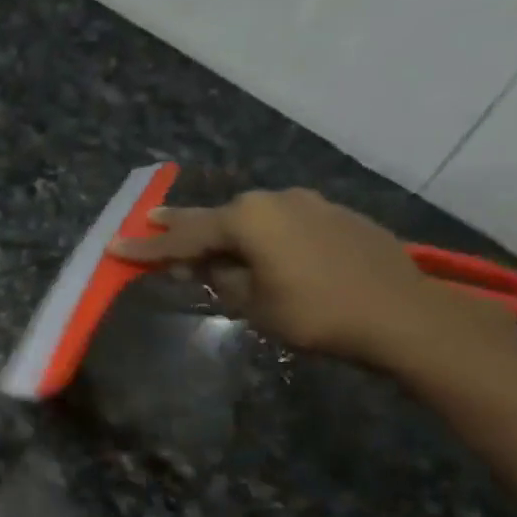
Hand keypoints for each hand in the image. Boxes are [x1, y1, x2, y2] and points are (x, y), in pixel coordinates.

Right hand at [110, 188, 516, 370]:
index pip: (183, 236)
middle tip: (152, 224)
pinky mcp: (338, 216)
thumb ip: (219, 277)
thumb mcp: (250, 303)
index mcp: (247, 219)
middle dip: (183, 227)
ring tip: (207, 247)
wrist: (403, 316)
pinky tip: (262, 253)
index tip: (114, 245)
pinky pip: (284, 222)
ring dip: (227, 232)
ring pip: (253, 217)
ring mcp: (311, 203)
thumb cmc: (314, 313)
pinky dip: (263, 236)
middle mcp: (276, 200)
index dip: (146, 247)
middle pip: (216, 217)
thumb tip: (202, 264)